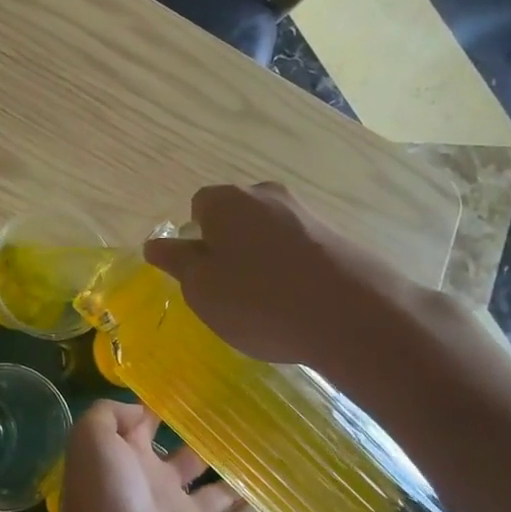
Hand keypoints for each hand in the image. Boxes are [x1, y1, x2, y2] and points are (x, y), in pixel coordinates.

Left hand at [53, 401, 256, 511]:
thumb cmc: (103, 495)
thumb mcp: (92, 438)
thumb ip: (110, 415)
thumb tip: (141, 409)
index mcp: (126, 458)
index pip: (144, 427)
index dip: (162, 408)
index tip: (192, 388)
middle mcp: (153, 485)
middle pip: (185, 458)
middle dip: (206, 441)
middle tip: (241, 420)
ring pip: (213, 492)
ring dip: (235, 476)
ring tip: (265, 453)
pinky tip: (272, 496)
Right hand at [142, 182, 479, 389]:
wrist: (354, 316)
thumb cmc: (259, 300)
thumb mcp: (201, 288)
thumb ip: (177, 262)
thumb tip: (156, 243)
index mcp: (226, 200)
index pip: (198, 207)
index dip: (195, 240)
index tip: (203, 273)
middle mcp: (266, 195)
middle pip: (235, 216)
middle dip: (228, 245)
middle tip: (230, 289)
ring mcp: (307, 213)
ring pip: (268, 232)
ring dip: (261, 258)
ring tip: (267, 301)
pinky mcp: (338, 236)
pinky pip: (299, 248)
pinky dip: (292, 269)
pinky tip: (298, 302)